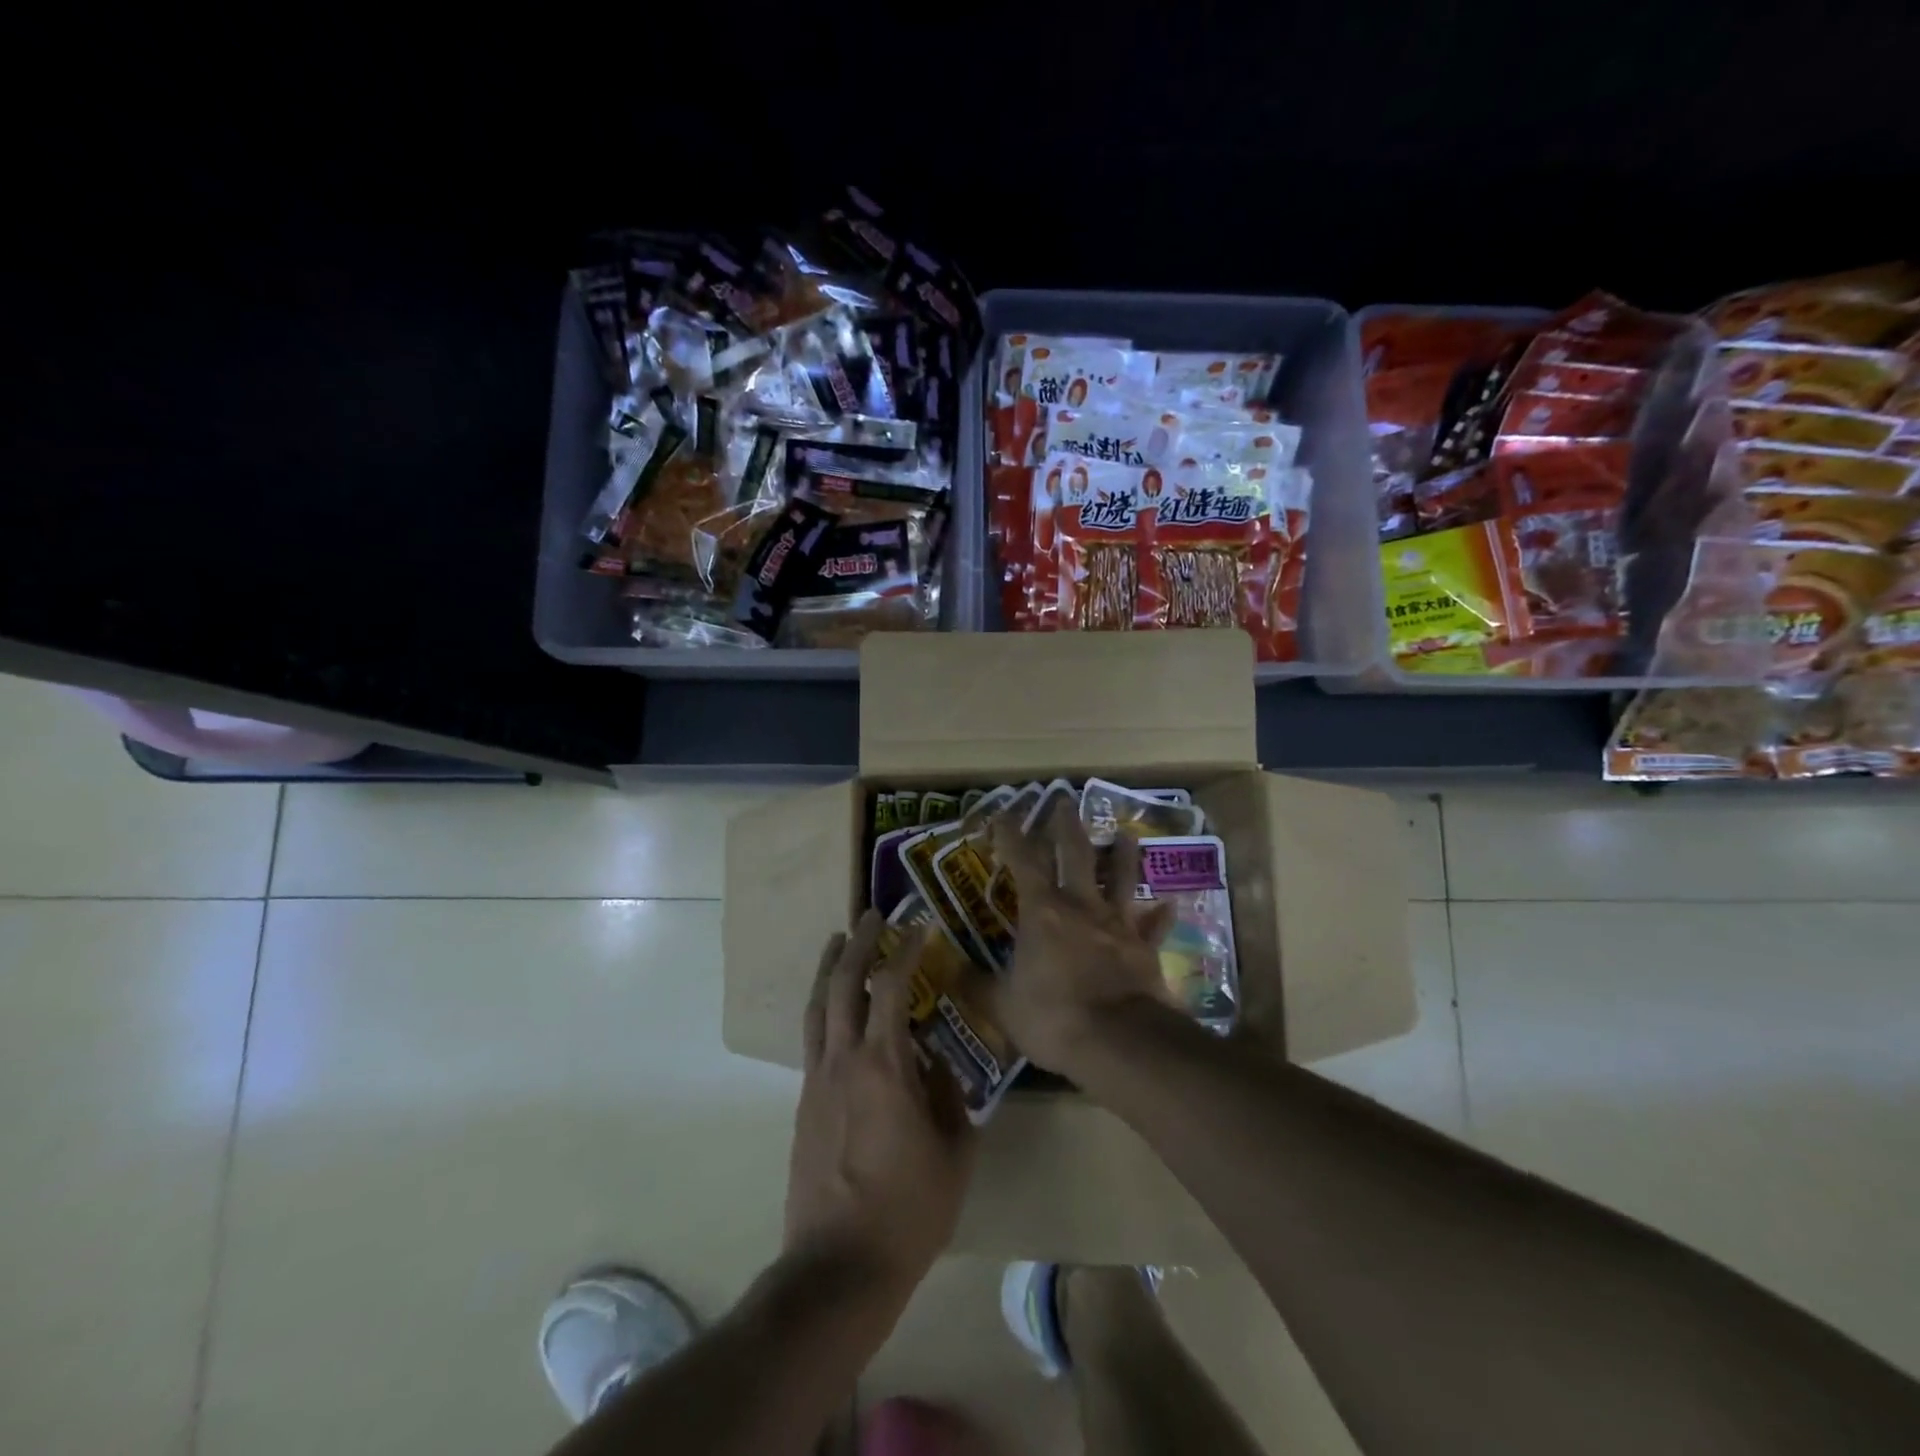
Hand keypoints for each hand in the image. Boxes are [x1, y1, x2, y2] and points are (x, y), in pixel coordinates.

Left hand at [785, 911, 975, 1300]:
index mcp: (884, 1065)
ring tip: (838, 940)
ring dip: (829, 967)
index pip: (892, 987)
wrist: (837, 1266)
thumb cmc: (908, 1210)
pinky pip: (813, 1038)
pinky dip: (823, 1007)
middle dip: (858, 942)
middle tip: (872, 915)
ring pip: (818, 1006)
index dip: (906, 950)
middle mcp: (843, 1060)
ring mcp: (817, 1080)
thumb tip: (940, 1066)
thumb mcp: (954, 1153)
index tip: (919, 925)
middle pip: (843, 983)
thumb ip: (950, 1099)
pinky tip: (835, 1009)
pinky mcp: (804, 1102)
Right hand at [989, 802, 1177, 1077]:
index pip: (1023, 860)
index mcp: (1042, 911)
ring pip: (1120, 878)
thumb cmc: (1053, 1016)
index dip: (1011, 834)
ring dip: (1123, 855)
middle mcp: (1081, 906)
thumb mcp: (1002, 1005)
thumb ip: (975, 985)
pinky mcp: (1144, 948)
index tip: (1004, 813)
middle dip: (1066, 825)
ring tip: (1126, 834)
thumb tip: (947, 970)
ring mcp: (1117, 924)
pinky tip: (1169, 905)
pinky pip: (1153, 927)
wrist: (1118, 1041)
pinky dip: (1159, 917)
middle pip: (1075, 853)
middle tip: (1064, 800)